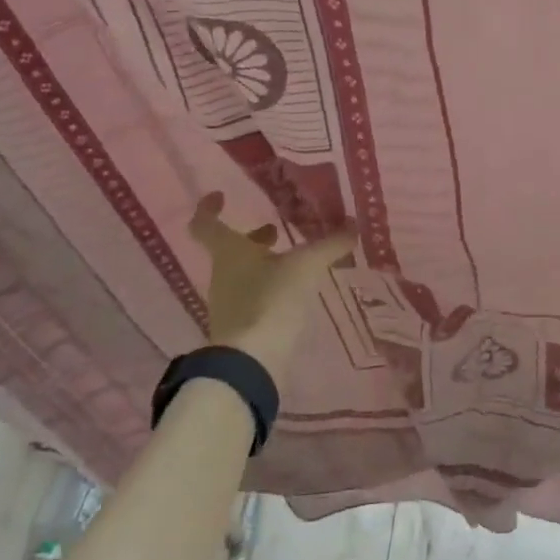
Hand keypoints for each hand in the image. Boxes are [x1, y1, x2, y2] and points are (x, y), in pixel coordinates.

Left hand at [188, 192, 356, 376]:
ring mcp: (228, 303)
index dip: (209, 208)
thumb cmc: (270, 300)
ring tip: (294, 261)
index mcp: (229, 252)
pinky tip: (294, 292)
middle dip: (253, 239)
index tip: (221, 196)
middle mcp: (223, 274)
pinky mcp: (240, 327)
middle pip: (230, 250)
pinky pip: (252, 297)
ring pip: (242, 274)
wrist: (251, 362)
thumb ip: (330, 245)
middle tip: (275, 230)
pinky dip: (269, 288)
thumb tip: (353, 226)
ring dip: (264, 264)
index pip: (206, 224)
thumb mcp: (306, 266)